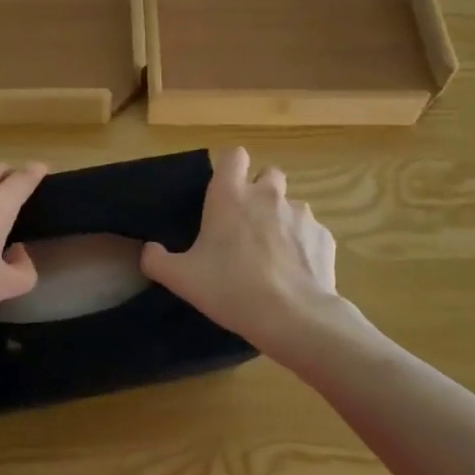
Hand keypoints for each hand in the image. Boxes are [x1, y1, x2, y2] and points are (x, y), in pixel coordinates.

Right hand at [141, 148, 358, 361]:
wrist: (294, 318)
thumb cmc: (231, 289)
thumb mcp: (182, 279)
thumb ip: (157, 260)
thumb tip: (149, 250)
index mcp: (231, 196)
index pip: (234, 156)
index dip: (231, 169)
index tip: (225, 191)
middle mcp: (268, 195)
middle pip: (269, 174)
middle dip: (260, 191)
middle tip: (248, 223)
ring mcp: (301, 214)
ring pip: (291, 205)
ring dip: (282, 220)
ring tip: (274, 254)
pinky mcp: (324, 236)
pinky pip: (311, 232)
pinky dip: (303, 245)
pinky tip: (295, 272)